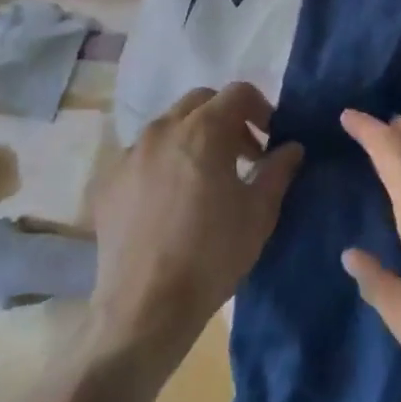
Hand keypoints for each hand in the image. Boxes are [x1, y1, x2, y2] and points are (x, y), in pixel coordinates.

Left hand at [87, 84, 302, 360]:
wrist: (145, 309)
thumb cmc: (212, 254)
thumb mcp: (260, 212)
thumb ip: (279, 170)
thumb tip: (292, 147)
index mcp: (204, 130)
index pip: (238, 92)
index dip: (260, 109)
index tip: (268, 139)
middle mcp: (163, 129)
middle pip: (201, 102)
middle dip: (225, 118)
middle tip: (241, 155)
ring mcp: (130, 154)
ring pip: (168, 126)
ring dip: (192, 138)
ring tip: (203, 178)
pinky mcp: (108, 182)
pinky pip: (141, 156)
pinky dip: (162, 163)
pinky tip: (169, 201)